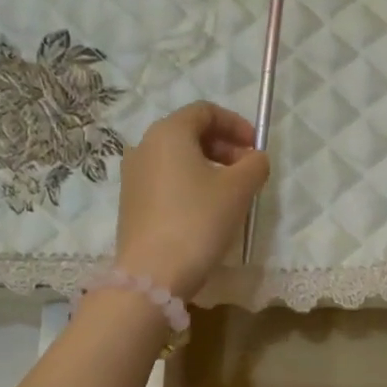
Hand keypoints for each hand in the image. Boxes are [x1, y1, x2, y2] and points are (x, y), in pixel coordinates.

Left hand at [115, 102, 270, 299]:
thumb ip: (254, 164)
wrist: (153, 274)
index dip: (236, 124)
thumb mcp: (238, 189)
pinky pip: (165, 180)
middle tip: (248, 170)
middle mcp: (144, 146)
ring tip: (231, 193)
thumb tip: (255, 159)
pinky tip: (206, 210)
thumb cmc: (198, 220)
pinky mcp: (131, 203)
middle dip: (223, 147)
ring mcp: (133, 176)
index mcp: (168, 133)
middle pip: (189, 133)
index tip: (255, 147)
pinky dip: (189, 184)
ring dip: (208, 167)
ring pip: (177, 158)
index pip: (205, 111)